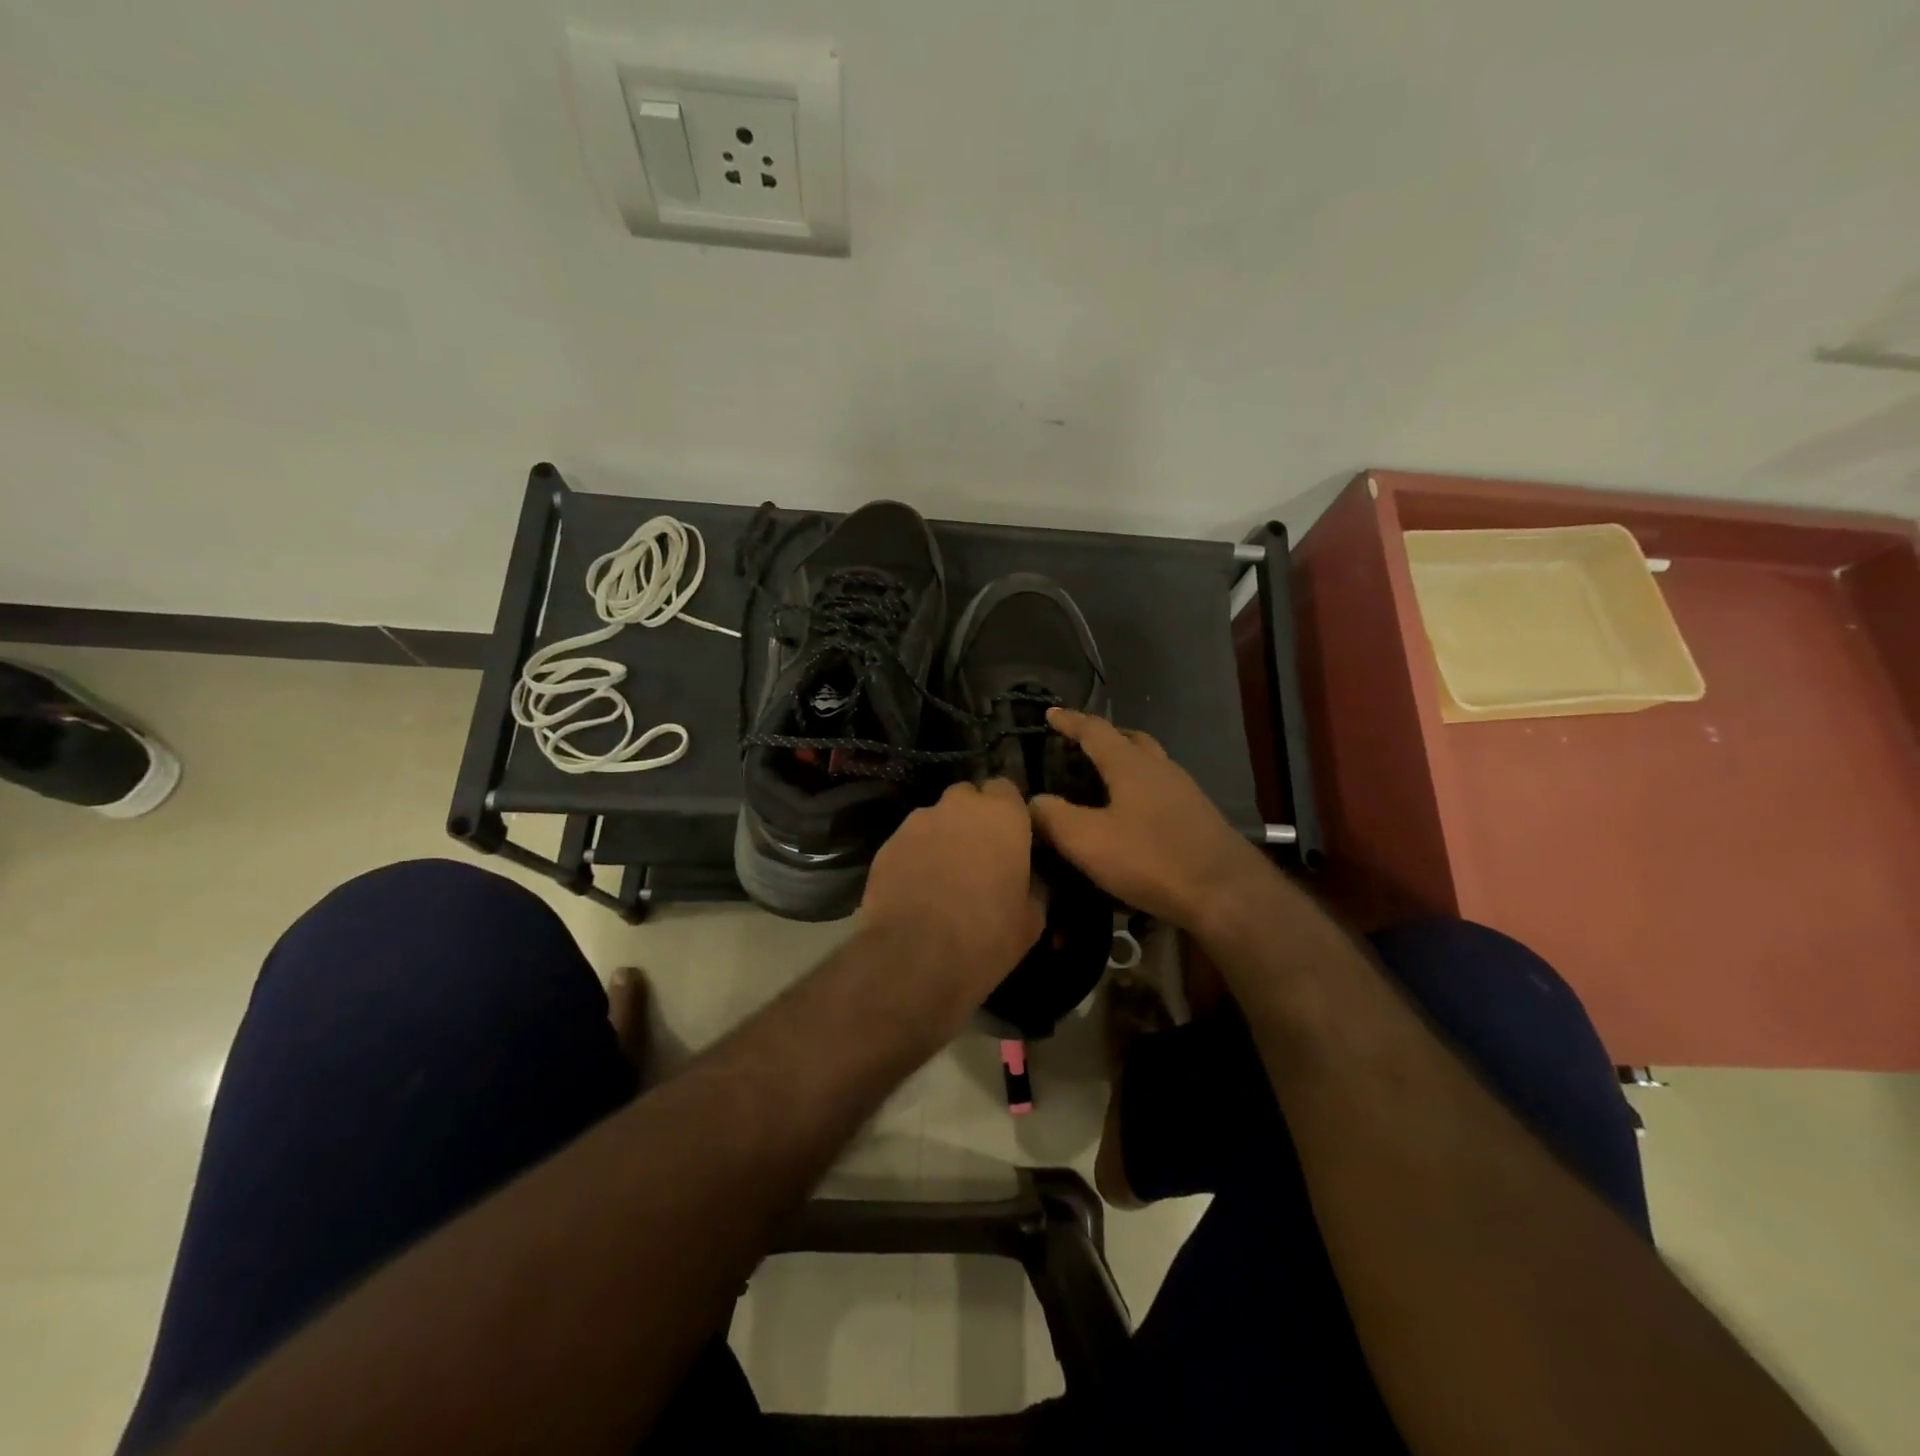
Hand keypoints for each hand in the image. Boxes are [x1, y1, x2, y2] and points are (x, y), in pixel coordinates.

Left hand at [861, 778, 1044, 1002]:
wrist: (915, 959)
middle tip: (978, 855)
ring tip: (943, 875)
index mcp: (1002, 814)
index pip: (1007, 788)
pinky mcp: (887, 843)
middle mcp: (958, 806)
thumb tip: (1030, 875)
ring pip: (936, 818)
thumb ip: (1035, 882)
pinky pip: (909, 841)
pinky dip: (915, 856)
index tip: (1011, 838)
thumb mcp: (1032, 917)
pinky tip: (916, 888)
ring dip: (943, 837)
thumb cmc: (986, 936)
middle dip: (973, 819)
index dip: (1008, 811)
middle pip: (968, 797)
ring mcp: (918, 821)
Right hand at [1030, 708, 1268, 929]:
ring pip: (1150, 763)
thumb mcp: (1089, 841)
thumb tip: (1033, 800)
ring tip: (1103, 778)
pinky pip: (1162, 788)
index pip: (1095, 731)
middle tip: (1080, 744)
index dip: (1070, 721)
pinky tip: (1133, 813)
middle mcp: (1160, 768)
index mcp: (1130, 765)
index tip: (1050, 714)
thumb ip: (1055, 818)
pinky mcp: (1198, 816)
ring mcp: (1184, 791)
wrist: (1225, 893)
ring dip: (1126, 761)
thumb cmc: (1151, 859)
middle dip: (1104, 736)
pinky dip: (1140, 787)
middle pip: (1130, 739)